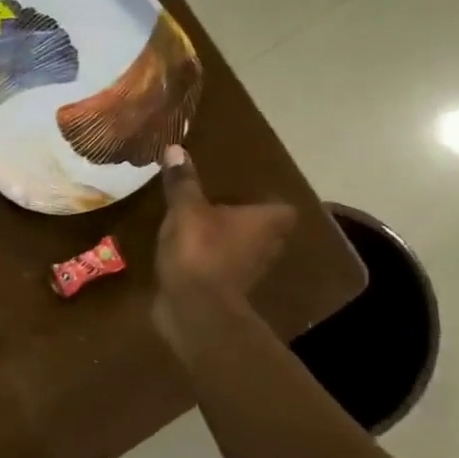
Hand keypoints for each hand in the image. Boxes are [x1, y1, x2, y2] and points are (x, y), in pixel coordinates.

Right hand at [154, 144, 296, 355]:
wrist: (194, 310)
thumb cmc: (199, 251)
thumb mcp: (185, 210)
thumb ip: (182, 181)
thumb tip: (176, 148)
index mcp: (266, 222)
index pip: (282, 207)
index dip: (267, 199)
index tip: (245, 192)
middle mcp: (267, 246)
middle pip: (265, 229)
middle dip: (246, 219)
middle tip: (220, 204)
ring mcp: (250, 271)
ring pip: (245, 248)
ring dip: (229, 240)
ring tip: (203, 226)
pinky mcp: (229, 290)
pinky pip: (224, 266)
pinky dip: (213, 259)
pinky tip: (189, 251)